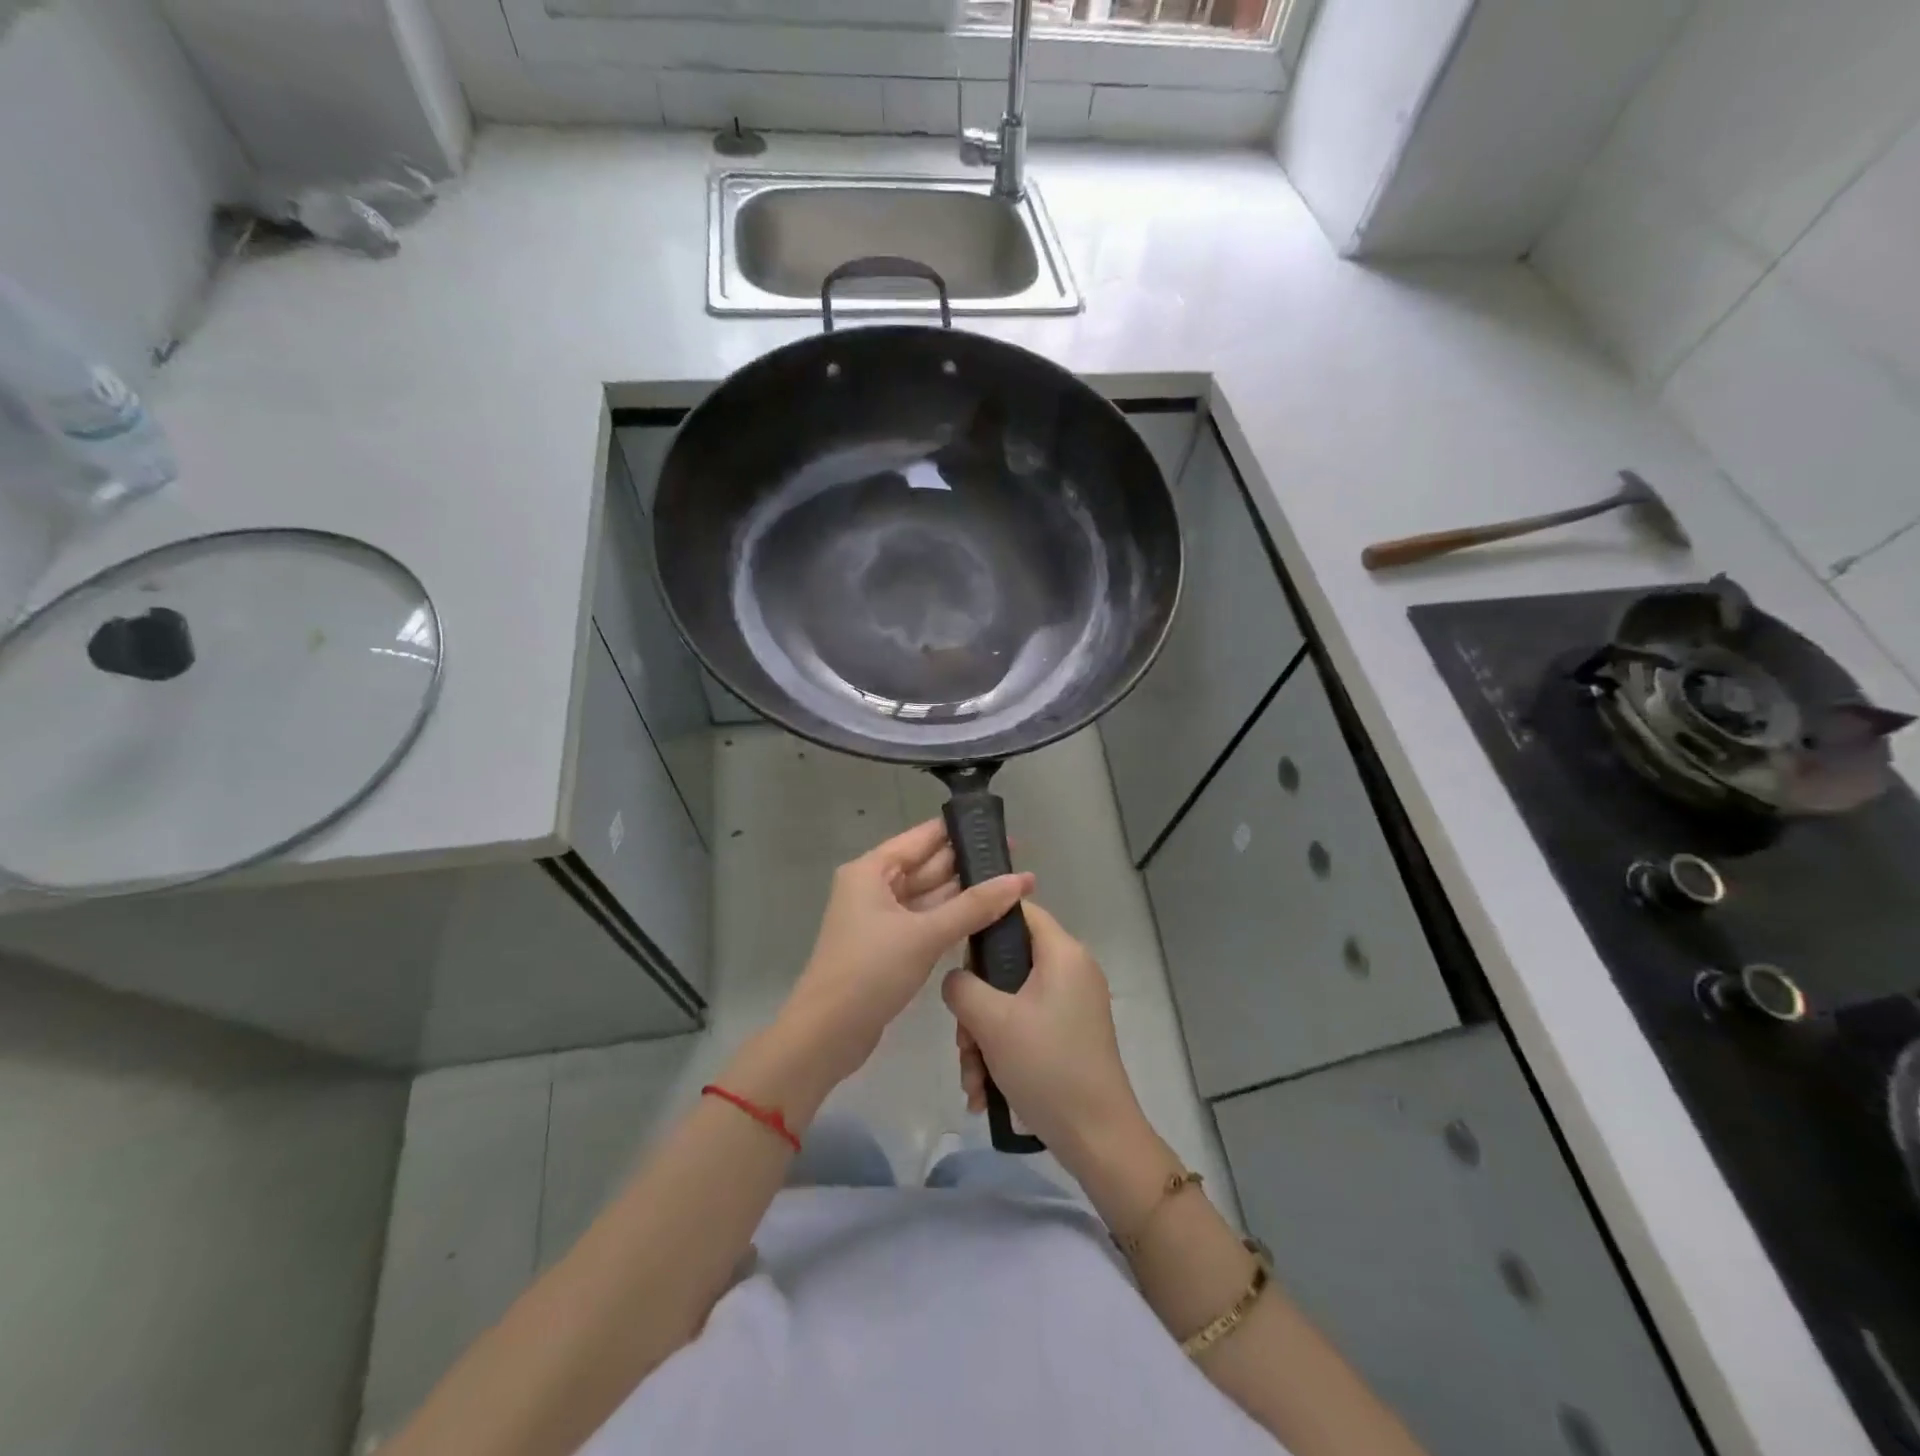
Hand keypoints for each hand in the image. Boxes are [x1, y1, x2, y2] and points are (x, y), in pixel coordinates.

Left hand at [782, 819, 1034, 1088]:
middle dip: (970, 865)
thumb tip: (1021, 880)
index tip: (1000, 829)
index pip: (923, 837)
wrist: (827, 1035)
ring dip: (966, 894)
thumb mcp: (925, 935)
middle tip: (1017, 861)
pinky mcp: (890, 946)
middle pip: (929, 866)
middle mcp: (875, 887)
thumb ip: (974, 906)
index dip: (961, 831)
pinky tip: (988, 918)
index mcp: (872, 870)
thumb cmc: (870, 972)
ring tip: (1013, 887)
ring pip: (930, 896)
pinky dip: (953, 919)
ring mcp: (882, 918)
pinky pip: (927, 921)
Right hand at [942, 900, 1146, 1161]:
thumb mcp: (991, 1021)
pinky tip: (983, 1090)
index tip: (955, 954)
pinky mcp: (1068, 1034)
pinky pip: (1025, 1026)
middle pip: (1007, 962)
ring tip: (972, 1076)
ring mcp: (1071, 1004)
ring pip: (1010, 1001)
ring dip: (982, 1037)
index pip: (1019, 909)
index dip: (983, 922)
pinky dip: (1001, 1052)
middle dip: (976, 1004)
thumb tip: (956, 980)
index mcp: (1062, 953)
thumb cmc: (1046, 1066)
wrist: (1098, 1138)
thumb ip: (961, 986)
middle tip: (964, 1038)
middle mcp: (1071, 970)